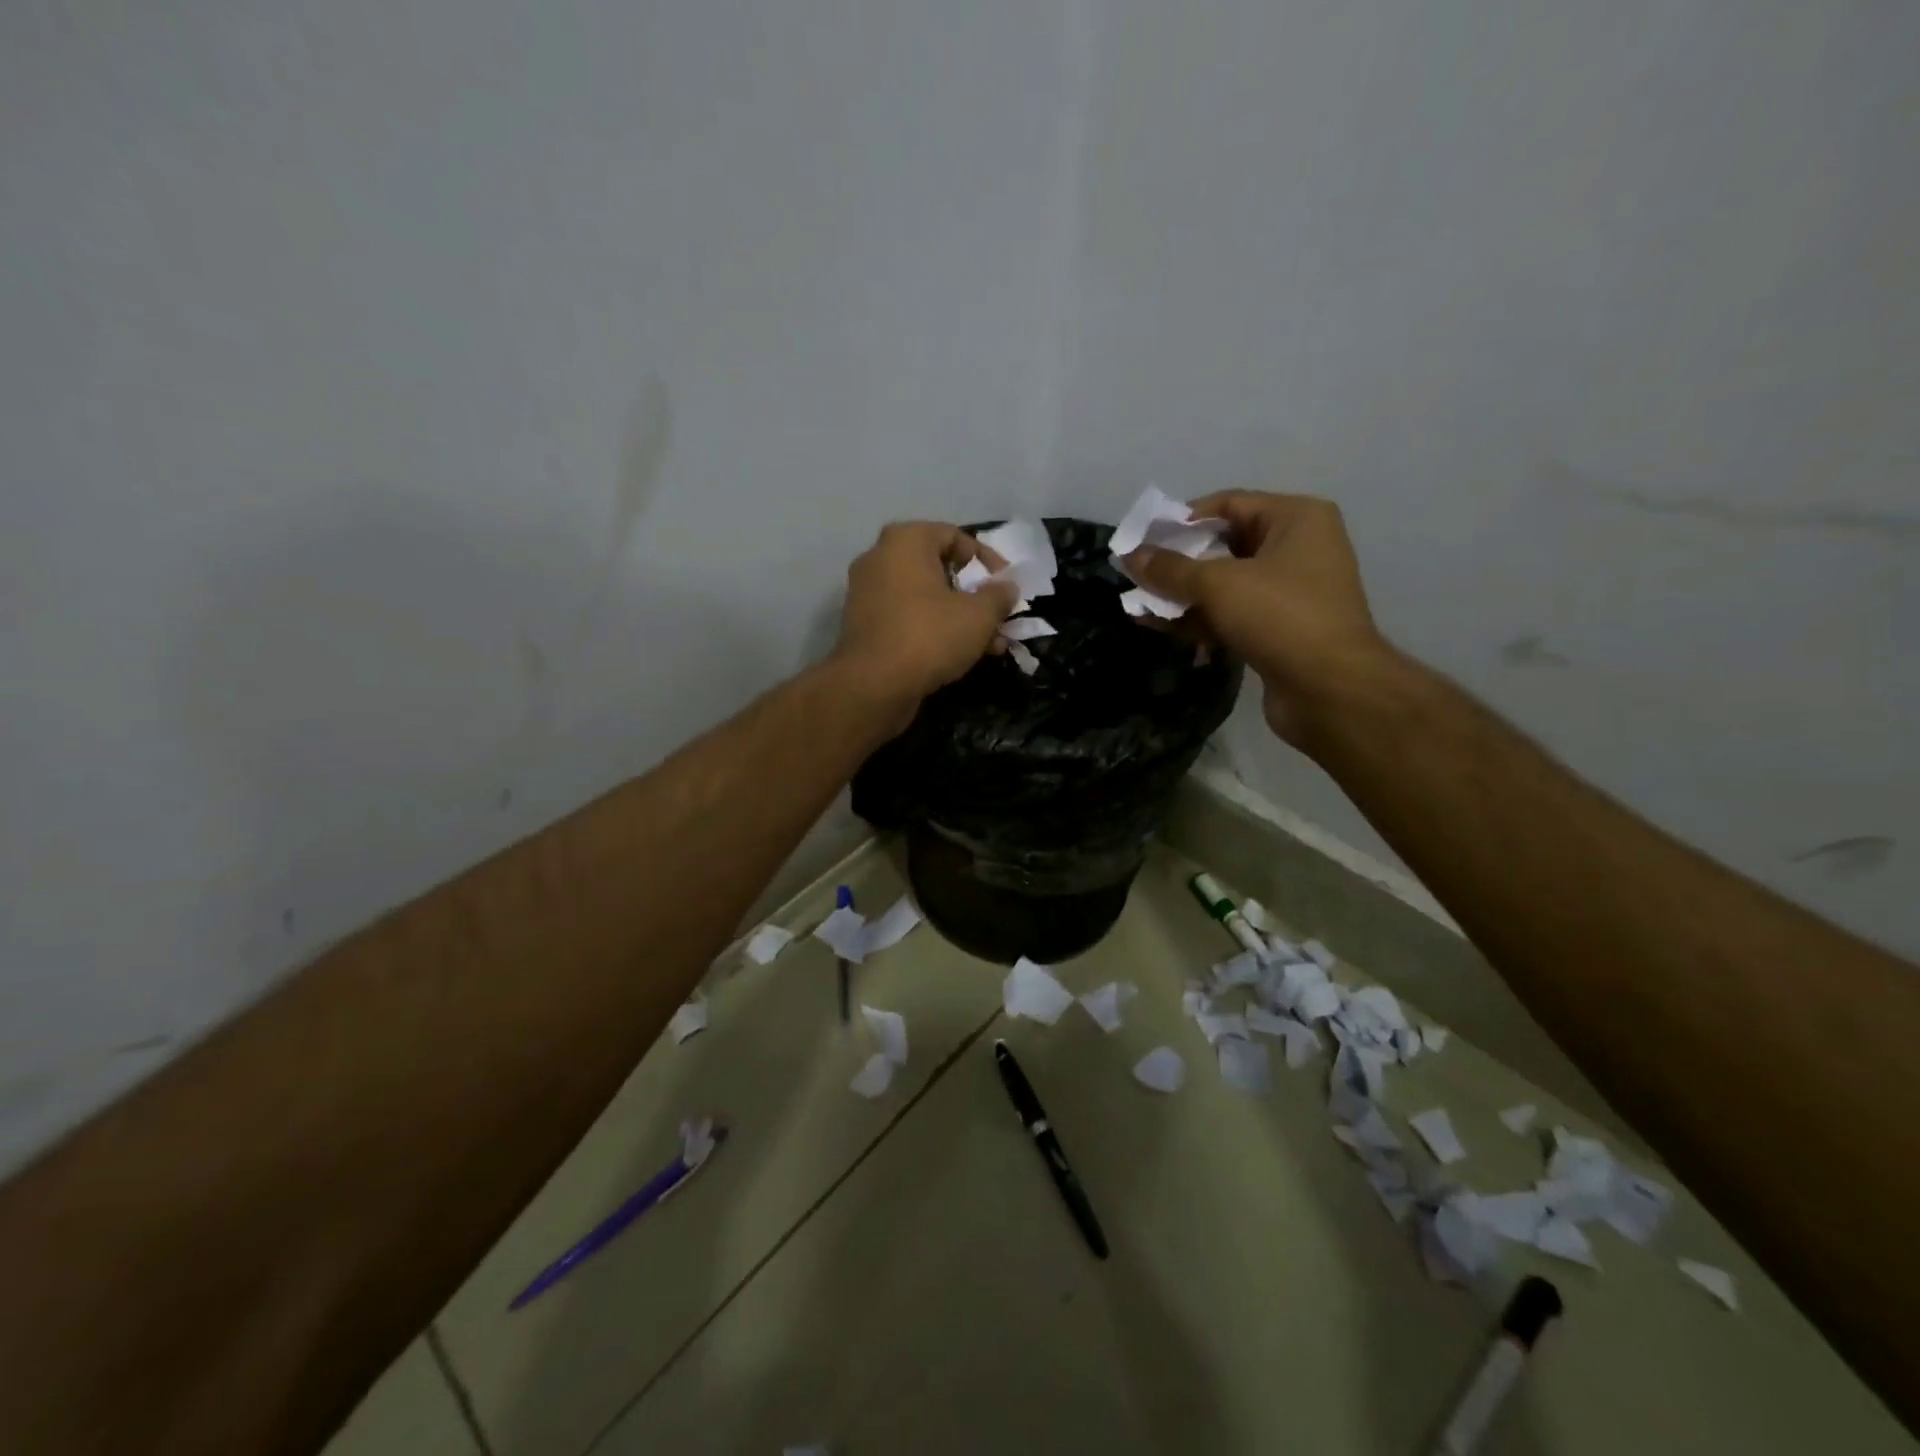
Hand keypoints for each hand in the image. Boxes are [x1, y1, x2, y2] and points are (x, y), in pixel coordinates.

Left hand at [832, 521, 1015, 727]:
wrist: (873, 685)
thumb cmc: (930, 636)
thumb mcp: (979, 615)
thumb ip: (998, 596)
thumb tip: (1006, 587)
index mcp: (905, 540)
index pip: (954, 536)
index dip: (986, 560)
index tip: (1006, 586)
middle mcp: (880, 558)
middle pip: (939, 569)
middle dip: (975, 596)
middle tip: (999, 618)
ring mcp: (867, 592)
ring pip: (925, 597)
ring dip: (960, 617)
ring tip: (989, 645)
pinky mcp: (863, 625)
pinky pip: (907, 617)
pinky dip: (933, 629)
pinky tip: (960, 655)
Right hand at [1122, 492, 1391, 744]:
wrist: (1330, 689)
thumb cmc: (1280, 616)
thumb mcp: (1218, 584)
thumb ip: (1170, 569)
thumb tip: (1130, 556)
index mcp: (1296, 519)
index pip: (1228, 504)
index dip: (1182, 519)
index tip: (1143, 538)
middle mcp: (1297, 549)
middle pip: (1223, 546)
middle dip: (1178, 562)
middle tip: (1136, 573)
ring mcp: (1289, 593)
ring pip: (1223, 585)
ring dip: (1181, 595)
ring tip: (1137, 604)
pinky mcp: (1278, 631)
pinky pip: (1229, 615)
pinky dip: (1197, 619)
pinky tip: (1157, 627)